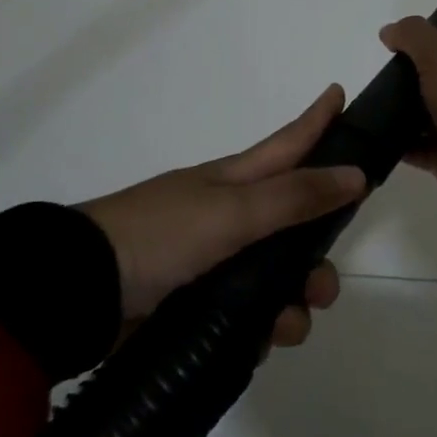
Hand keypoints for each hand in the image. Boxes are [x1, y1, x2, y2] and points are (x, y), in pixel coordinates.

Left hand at [77, 86, 366, 348]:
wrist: (80, 292)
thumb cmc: (160, 236)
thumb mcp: (232, 212)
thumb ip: (295, 197)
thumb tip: (356, 175)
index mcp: (236, 181)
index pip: (289, 144)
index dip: (317, 120)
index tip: (341, 92)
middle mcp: (231, 217)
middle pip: (294, 225)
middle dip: (318, 254)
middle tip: (325, 287)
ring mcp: (213, 261)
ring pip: (275, 277)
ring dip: (293, 303)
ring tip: (287, 327)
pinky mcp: (197, 304)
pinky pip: (248, 315)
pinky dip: (260, 329)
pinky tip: (259, 344)